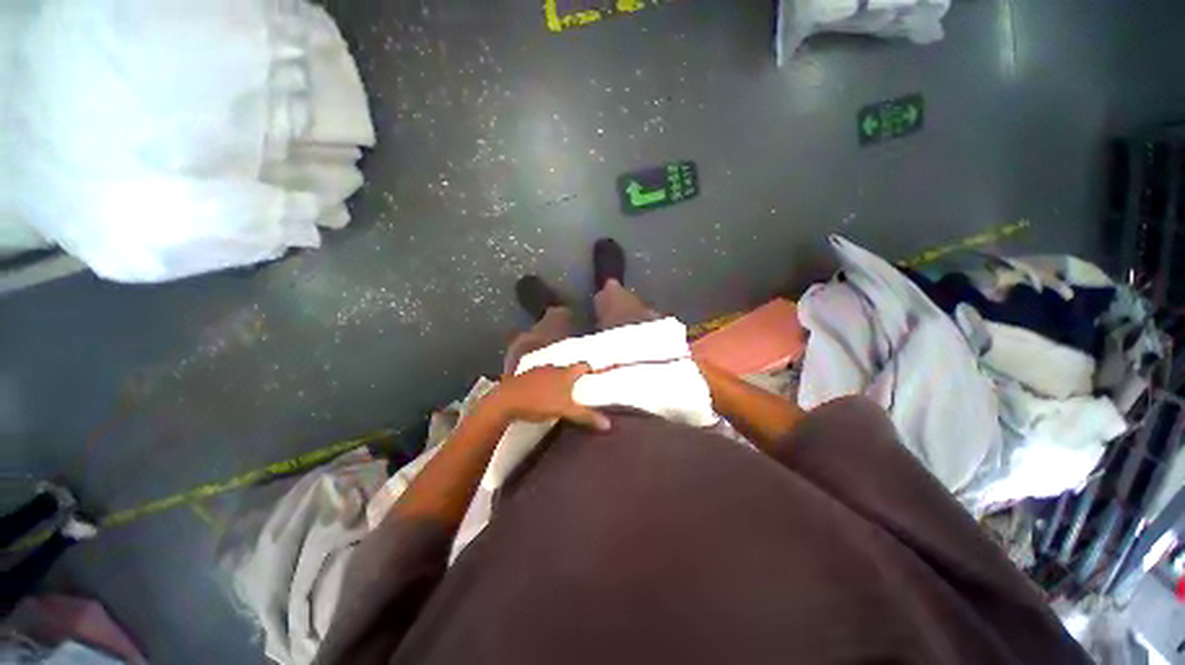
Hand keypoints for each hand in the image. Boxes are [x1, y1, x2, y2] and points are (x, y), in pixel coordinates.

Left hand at [484, 363, 610, 430]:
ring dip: (557, 380)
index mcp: (565, 373)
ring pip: (552, 372)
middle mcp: (553, 367)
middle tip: (578, 389)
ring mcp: (537, 370)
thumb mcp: (565, 411)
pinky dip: (542, 383)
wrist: (506, 401)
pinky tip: (539, 394)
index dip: (590, 369)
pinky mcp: (524, 376)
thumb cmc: (540, 402)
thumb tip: (608, 424)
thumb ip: (586, 416)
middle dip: (573, 377)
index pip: (583, 365)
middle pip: (568, 369)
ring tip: (559, 393)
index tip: (594, 376)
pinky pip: (538, 377)